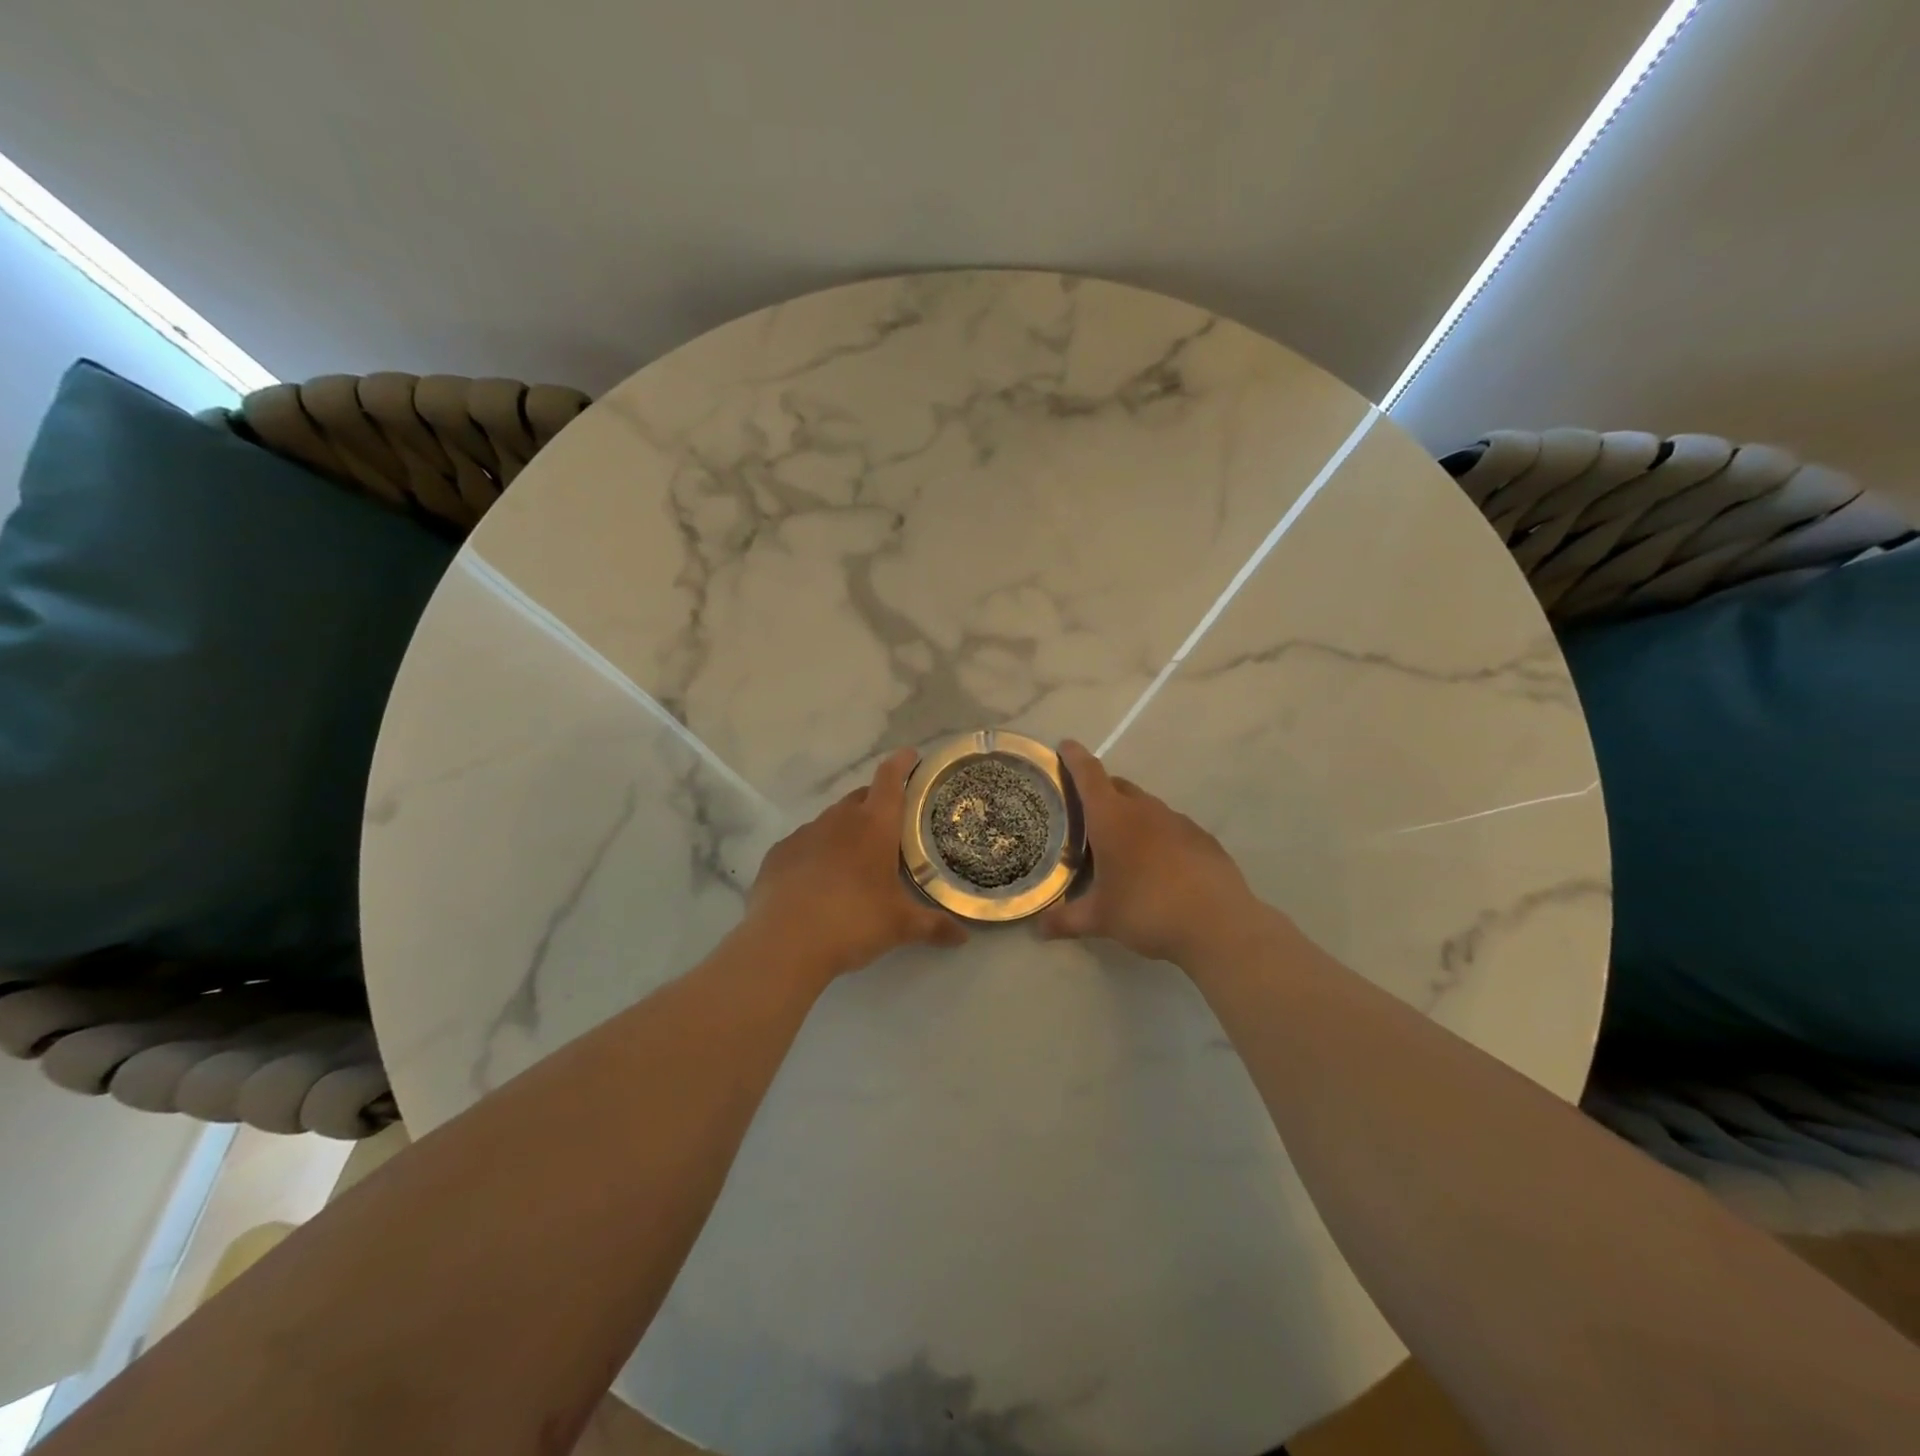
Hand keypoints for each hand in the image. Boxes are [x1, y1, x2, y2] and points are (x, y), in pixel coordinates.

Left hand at [745, 747, 968, 979]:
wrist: (784, 943)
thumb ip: (934, 926)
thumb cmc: (853, 921)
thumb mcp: (900, 926)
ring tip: (855, 859)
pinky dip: (816, 853)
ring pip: (831, 821)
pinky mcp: (778, 854)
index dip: (902, 763)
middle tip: (890, 826)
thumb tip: (964, 937)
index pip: (890, 778)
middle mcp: (839, 819)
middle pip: (861, 797)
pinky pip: (804, 844)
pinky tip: (818, 880)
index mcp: (874, 825)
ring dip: (846, 831)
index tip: (911, 756)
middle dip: (876, 804)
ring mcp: (805, 834)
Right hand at [1039, 740, 1257, 963]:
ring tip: (1120, 843)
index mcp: (1112, 818)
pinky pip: (1171, 827)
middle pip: (1117, 786)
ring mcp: (1178, 821)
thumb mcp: (1100, 919)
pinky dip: (1157, 835)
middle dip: (1100, 791)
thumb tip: (1039, 929)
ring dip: (1130, 815)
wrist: (1218, 925)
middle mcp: (1144, 810)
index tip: (1065, 745)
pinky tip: (1157, 864)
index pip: (1089, 775)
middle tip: (1084, 811)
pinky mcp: (1202, 838)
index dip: (1074, 758)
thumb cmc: (1147, 910)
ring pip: (1146, 806)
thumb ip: (1066, 920)